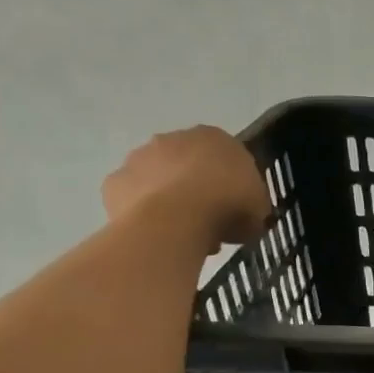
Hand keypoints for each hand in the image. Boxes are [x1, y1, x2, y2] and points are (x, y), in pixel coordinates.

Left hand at [102, 126, 271, 251]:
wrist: (177, 217)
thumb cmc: (227, 204)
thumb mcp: (258, 209)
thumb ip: (253, 205)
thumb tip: (248, 216)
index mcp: (214, 137)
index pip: (225, 156)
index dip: (231, 183)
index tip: (235, 207)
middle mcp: (173, 138)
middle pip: (187, 164)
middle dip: (196, 188)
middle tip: (208, 221)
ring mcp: (139, 158)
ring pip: (157, 179)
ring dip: (168, 199)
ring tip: (183, 234)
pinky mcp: (115, 182)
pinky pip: (134, 200)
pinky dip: (143, 214)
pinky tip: (157, 234)